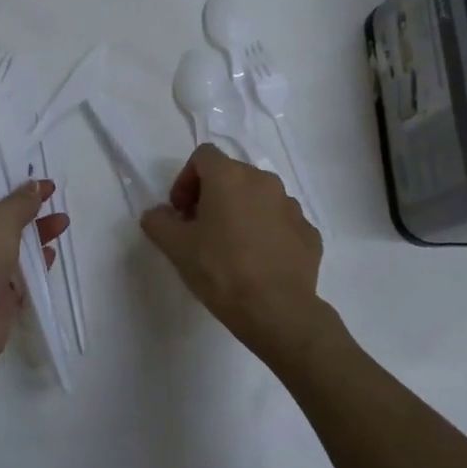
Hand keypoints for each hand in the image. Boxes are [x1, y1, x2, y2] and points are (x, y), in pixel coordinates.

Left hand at [0, 177, 68, 372]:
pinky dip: (36, 261)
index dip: (1, 171)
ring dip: (37, 230)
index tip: (29, 167)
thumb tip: (34, 185)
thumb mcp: (1, 218)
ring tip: (63, 221)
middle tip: (53, 192)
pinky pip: (19, 270)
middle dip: (25, 202)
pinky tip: (53, 254)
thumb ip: (21, 201)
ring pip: (12, 240)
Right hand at [140, 145, 337, 368]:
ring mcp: (291, 206)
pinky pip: (281, 222)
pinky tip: (258, 261)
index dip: (186, 179)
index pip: (203, 156)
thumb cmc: (221, 271)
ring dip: (241, 212)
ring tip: (231, 246)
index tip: (181, 211)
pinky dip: (266, 232)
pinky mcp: (309, 232)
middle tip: (200, 229)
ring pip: (259, 197)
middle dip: (212, 195)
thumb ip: (159, 222)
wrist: (277, 311)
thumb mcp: (177, 247)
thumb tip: (157, 214)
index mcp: (230, 177)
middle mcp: (264, 181)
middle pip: (232, 175)